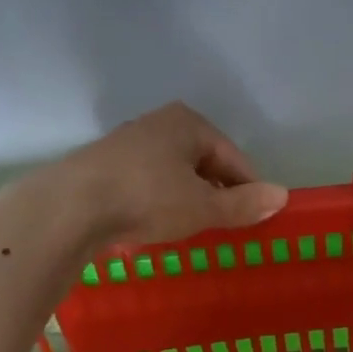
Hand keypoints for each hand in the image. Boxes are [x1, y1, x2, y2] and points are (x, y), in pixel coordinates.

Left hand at [58, 102, 287, 246]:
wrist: (70, 207)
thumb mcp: (203, 206)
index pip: (234, 158)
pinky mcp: (104, 165)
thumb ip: (243, 204)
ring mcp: (128, 143)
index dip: (248, 188)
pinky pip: (147, 182)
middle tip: (223, 225)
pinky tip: (155, 224)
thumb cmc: (147, 198)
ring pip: (174, 173)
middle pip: (203, 162)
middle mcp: (159, 124)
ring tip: (190, 228)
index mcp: (189, 123)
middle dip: (216, 193)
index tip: (255, 218)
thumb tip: (282, 196)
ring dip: (187, 198)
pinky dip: (159, 201)